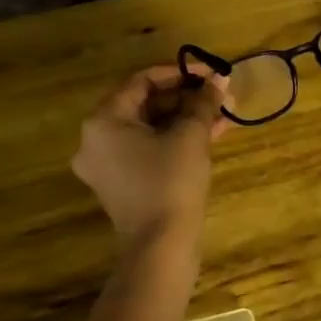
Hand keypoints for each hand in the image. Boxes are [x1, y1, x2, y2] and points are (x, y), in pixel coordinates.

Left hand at [71, 63, 230, 245]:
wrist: (161, 248)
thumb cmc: (171, 182)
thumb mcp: (190, 135)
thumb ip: (203, 102)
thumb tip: (219, 79)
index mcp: (103, 121)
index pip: (143, 81)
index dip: (180, 73)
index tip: (211, 74)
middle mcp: (96, 139)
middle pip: (145, 104)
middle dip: (187, 98)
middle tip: (220, 95)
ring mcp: (107, 164)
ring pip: (151, 127)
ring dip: (186, 118)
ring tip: (224, 114)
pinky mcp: (122, 183)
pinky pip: (149, 148)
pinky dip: (176, 139)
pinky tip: (211, 134)